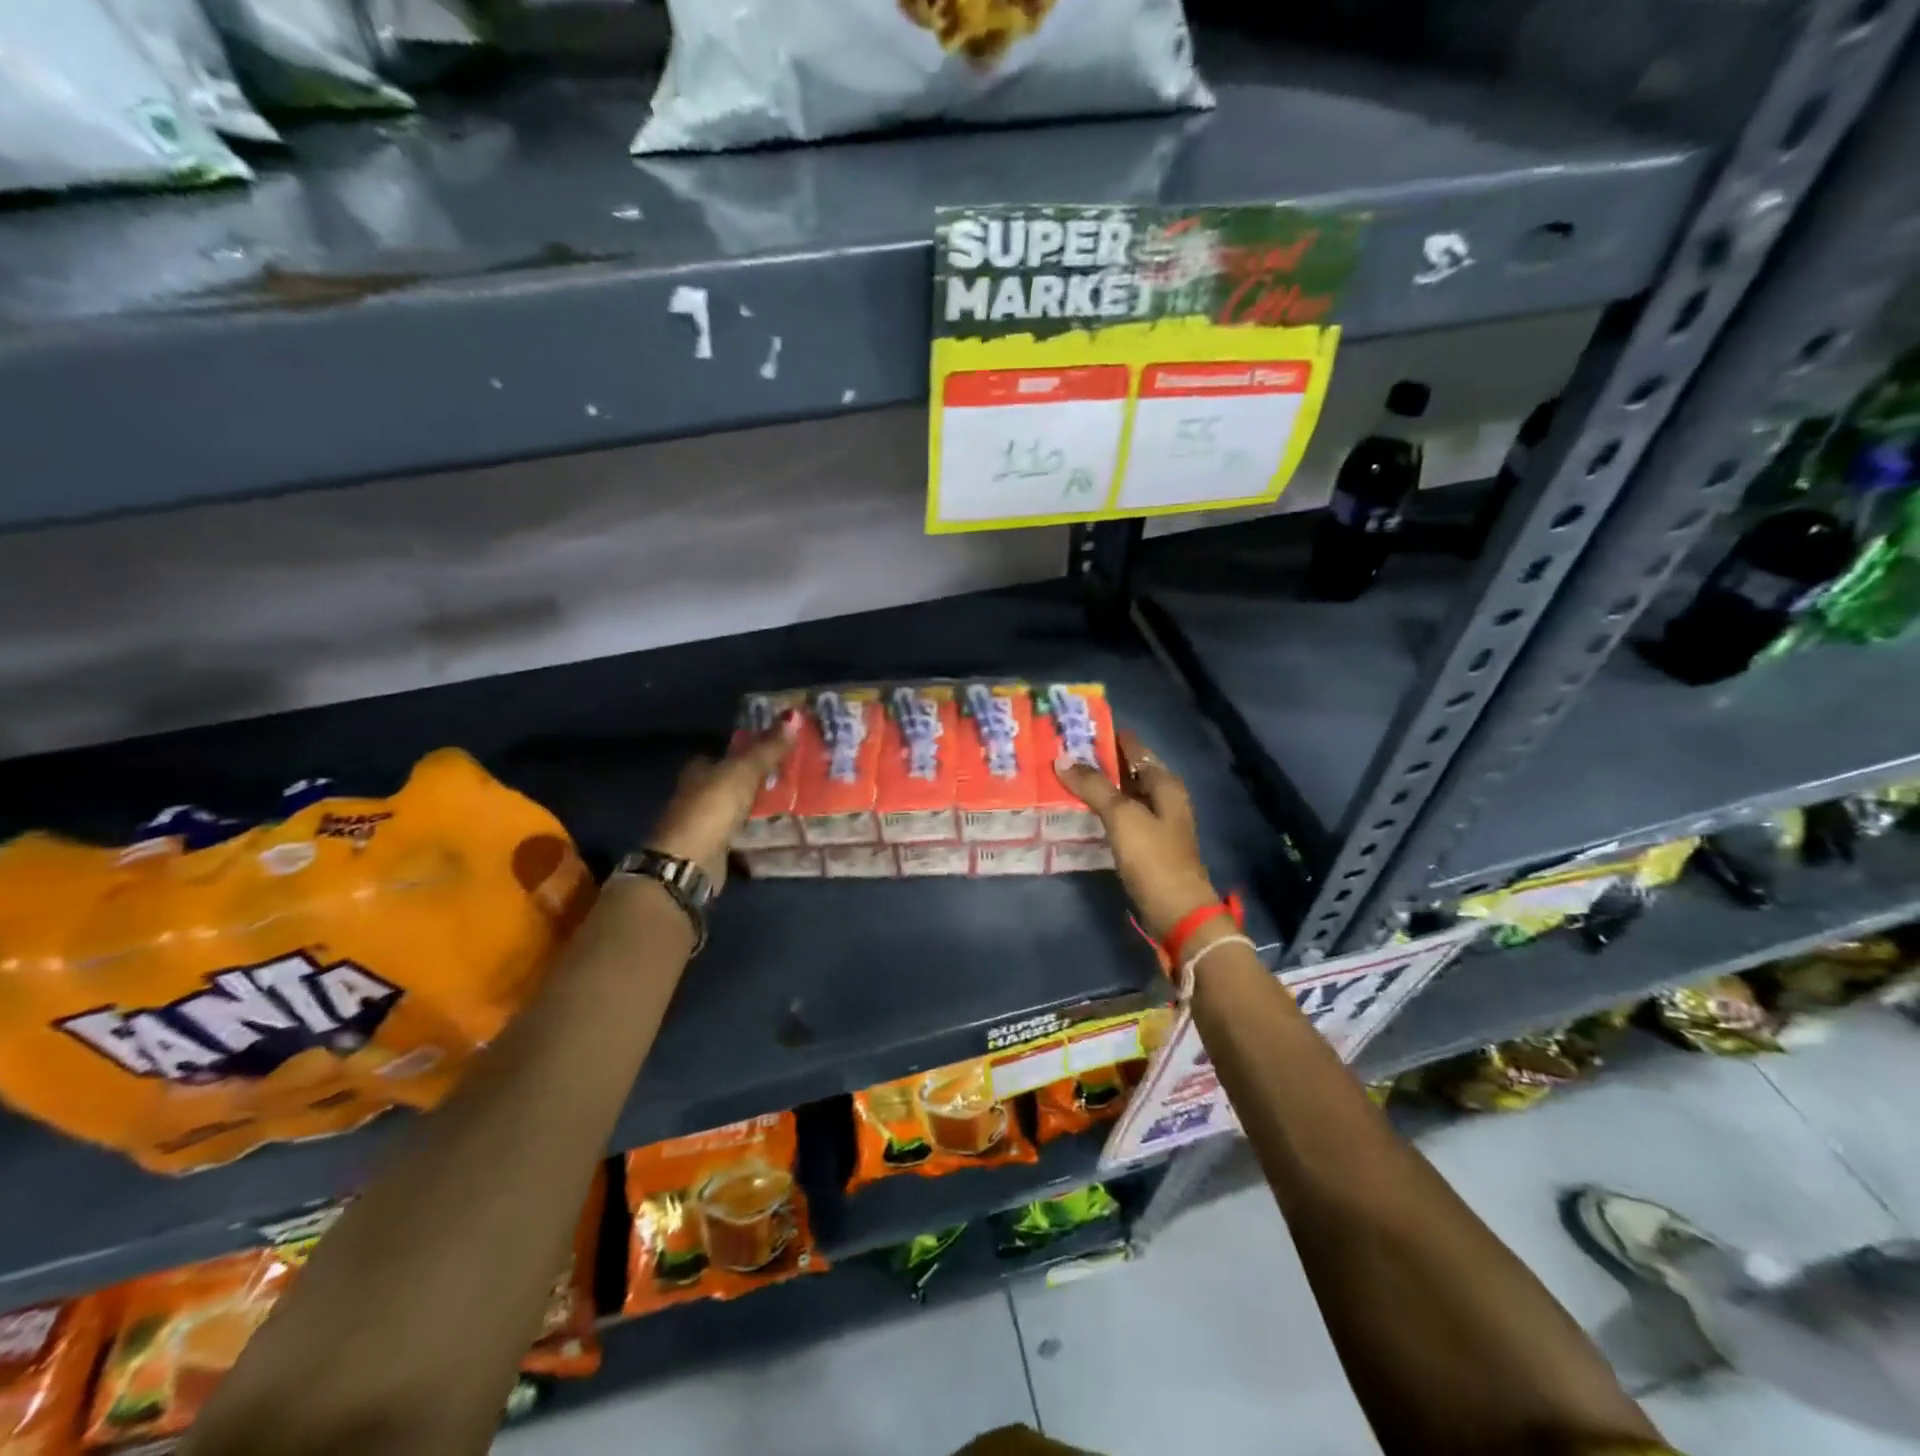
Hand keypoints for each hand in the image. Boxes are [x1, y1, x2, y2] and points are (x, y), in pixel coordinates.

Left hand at [647, 712, 798, 891]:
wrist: (690, 861)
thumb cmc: (712, 807)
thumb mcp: (744, 771)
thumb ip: (767, 748)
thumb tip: (793, 717)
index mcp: (698, 769)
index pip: (722, 752)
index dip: (745, 748)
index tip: (773, 746)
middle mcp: (697, 792)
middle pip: (728, 778)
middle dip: (752, 775)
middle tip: (786, 771)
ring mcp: (703, 821)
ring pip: (733, 804)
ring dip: (753, 801)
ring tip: (787, 795)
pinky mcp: (713, 845)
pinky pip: (737, 828)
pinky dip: (751, 825)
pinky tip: (771, 823)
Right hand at [1054, 731, 1223, 941]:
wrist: (1177, 911)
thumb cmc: (1153, 857)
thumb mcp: (1121, 816)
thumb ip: (1093, 786)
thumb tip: (1063, 759)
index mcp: (1164, 783)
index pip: (1134, 748)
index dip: (1109, 737)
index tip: (1077, 728)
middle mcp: (1164, 797)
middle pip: (1129, 770)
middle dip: (1099, 761)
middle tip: (1062, 752)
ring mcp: (1156, 822)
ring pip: (1123, 794)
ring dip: (1099, 786)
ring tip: (1063, 777)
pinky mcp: (1146, 845)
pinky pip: (1121, 817)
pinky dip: (1102, 810)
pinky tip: (1080, 811)